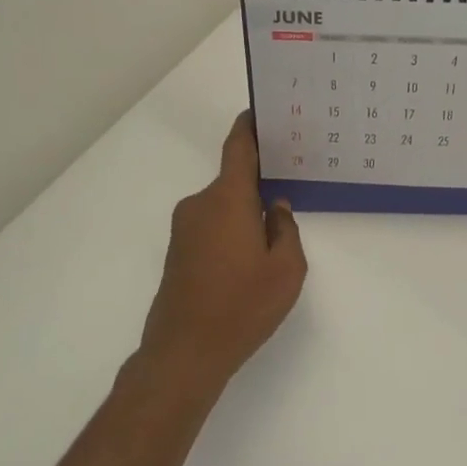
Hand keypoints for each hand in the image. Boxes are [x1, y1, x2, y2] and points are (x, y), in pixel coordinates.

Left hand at [137, 113, 307, 391]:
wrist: (183, 354)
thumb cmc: (242, 306)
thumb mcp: (286, 270)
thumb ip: (286, 230)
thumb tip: (276, 209)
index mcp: (227, 199)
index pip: (239, 148)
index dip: (249, 127)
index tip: (260, 111)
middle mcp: (200, 205)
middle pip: (234, 181)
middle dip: (259, 185)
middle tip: (288, 193)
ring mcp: (184, 229)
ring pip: (223, 207)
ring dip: (244, 214)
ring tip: (271, 241)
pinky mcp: (178, 252)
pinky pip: (210, 226)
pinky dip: (230, 232)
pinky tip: (246, 262)